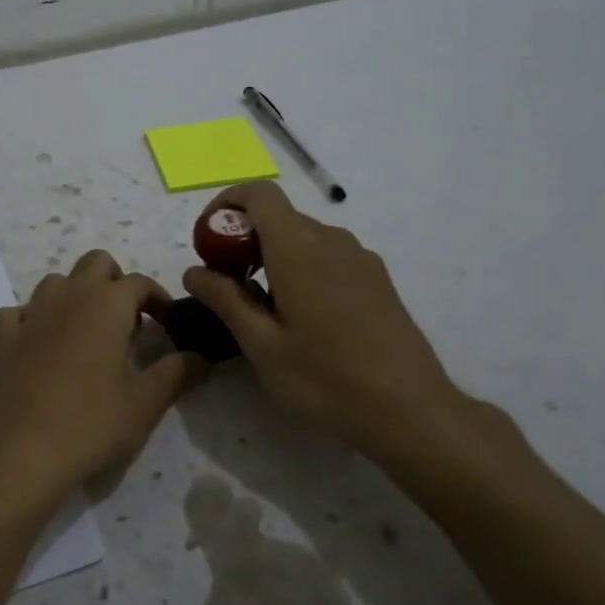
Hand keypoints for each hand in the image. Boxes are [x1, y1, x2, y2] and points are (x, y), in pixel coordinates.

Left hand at [0, 250, 207, 512]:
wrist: (24, 452)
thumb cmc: (93, 422)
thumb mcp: (146, 402)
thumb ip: (176, 373)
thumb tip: (201, 358)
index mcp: (107, 304)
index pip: (140, 282)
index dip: (159, 298)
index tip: (168, 323)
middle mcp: (68, 296)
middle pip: (96, 263)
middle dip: (115, 282)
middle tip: (127, 320)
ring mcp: (31, 314)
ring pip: (56, 282)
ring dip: (75, 295)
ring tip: (86, 331)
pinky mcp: (4, 339)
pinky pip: (18, 312)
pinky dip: (33, 319)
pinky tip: (40, 343)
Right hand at [181, 182, 471, 464]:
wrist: (411, 410)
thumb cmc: (326, 379)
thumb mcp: (262, 345)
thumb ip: (226, 300)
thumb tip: (194, 270)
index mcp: (299, 249)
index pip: (259, 194)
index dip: (226, 204)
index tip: (207, 241)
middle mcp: (332, 240)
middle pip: (280, 216)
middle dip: (244, 238)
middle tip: (225, 285)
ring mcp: (361, 258)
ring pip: (305, 237)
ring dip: (272, 255)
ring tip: (260, 307)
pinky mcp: (378, 280)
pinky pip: (329, 256)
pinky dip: (302, 267)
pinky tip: (302, 317)